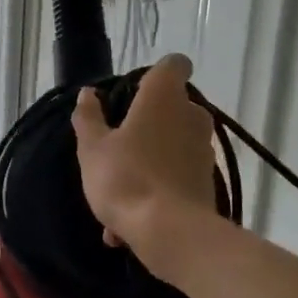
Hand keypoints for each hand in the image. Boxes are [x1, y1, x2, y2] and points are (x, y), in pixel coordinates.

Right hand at [72, 54, 218, 270]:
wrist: (169, 233)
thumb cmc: (126, 177)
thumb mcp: (92, 148)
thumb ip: (89, 118)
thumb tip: (88, 93)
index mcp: (163, 97)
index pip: (174, 64)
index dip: (158, 72)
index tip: (136, 90)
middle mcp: (191, 116)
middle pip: (174, 106)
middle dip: (150, 120)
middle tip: (119, 143)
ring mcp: (204, 151)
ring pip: (173, 145)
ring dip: (150, 160)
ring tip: (116, 194)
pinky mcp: (208, 183)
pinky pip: (176, 178)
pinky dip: (156, 191)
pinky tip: (126, 225)